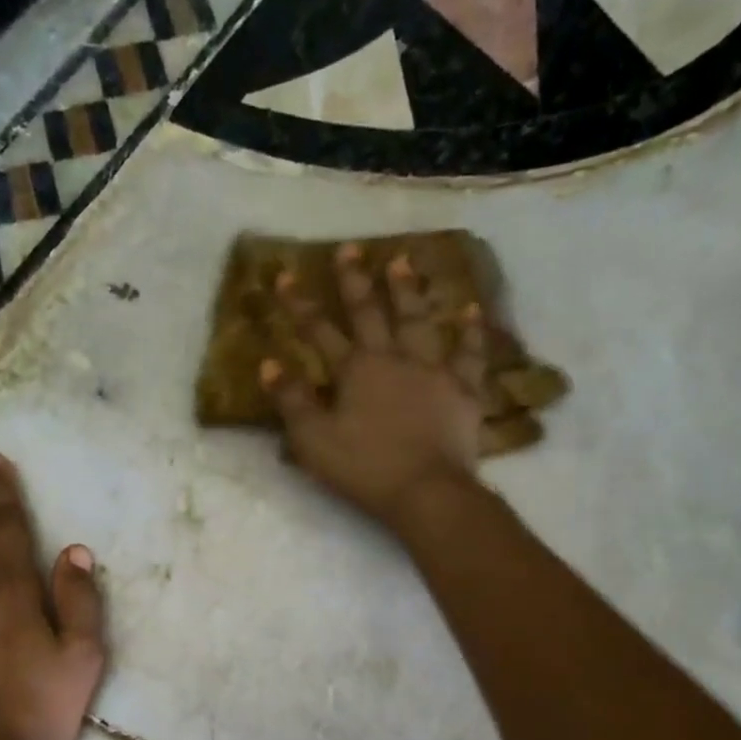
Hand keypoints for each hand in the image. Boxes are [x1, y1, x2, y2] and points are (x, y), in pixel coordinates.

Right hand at [262, 244, 485, 531]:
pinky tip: (470, 309)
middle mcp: (393, 358)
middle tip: (349, 249)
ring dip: (408, 290)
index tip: (286, 274)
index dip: (300, 304)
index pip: (319, 330)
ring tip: (402, 261)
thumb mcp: (313, 440)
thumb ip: (291, 401)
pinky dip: (470, 331)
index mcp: (355, 370)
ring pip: (418, 320)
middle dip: (355, 281)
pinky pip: (469, 354)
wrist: (425, 490)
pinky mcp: (463, 389)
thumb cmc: (364, 468)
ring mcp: (432, 370)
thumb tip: (269, 364)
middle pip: (371, 312)